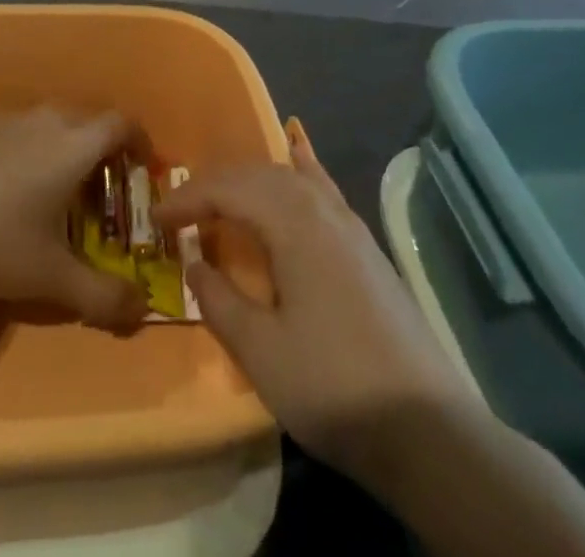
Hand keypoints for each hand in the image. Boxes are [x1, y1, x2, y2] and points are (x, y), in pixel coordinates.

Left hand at [0, 108, 144, 327]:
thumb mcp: (54, 280)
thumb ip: (104, 296)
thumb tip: (143, 309)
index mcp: (73, 146)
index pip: (120, 123)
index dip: (139, 140)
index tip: (143, 167)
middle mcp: (46, 120)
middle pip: (87, 119)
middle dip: (103, 146)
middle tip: (102, 185)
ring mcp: (8, 119)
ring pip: (51, 120)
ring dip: (65, 143)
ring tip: (58, 183)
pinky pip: (19, 127)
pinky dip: (30, 145)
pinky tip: (12, 181)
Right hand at [156, 119, 472, 482]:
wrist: (428, 430)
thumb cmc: (333, 385)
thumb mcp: (261, 351)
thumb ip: (220, 300)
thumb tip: (195, 263)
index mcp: (293, 223)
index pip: (228, 190)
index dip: (187, 199)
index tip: (156, 219)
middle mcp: (321, 208)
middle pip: (257, 175)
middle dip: (214, 186)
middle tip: (181, 212)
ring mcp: (349, 224)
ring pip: (289, 178)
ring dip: (249, 182)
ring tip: (221, 201)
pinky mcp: (365, 245)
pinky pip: (322, 187)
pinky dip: (300, 167)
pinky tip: (297, 153)